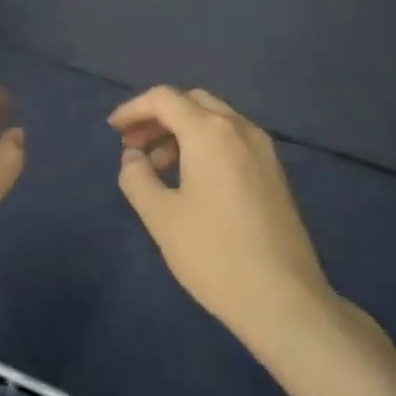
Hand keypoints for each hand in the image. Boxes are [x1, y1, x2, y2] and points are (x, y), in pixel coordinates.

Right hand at [109, 86, 334, 347]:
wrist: (283, 297)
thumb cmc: (214, 254)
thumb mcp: (162, 218)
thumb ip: (137, 179)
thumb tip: (132, 158)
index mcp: (210, 132)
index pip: (165, 98)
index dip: (134, 108)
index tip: (113, 130)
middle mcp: (240, 128)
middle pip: (193, 102)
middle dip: (159, 117)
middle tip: (133, 145)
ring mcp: (263, 148)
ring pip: (215, 120)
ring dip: (182, 131)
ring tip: (156, 166)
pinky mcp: (274, 171)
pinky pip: (232, 139)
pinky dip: (205, 145)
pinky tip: (191, 179)